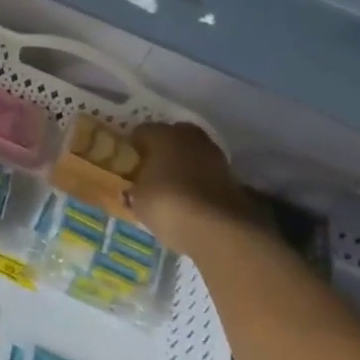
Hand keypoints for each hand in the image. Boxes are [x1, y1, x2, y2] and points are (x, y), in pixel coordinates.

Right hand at [121, 122, 258, 252]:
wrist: (216, 227)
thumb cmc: (165, 203)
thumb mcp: (136, 198)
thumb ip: (135, 187)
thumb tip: (134, 188)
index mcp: (161, 133)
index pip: (140, 132)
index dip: (132, 148)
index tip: (127, 164)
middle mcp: (189, 136)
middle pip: (170, 137)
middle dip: (161, 151)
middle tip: (149, 172)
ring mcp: (214, 154)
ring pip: (191, 154)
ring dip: (182, 165)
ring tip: (169, 187)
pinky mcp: (231, 175)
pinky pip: (205, 172)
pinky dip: (197, 181)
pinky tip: (188, 198)